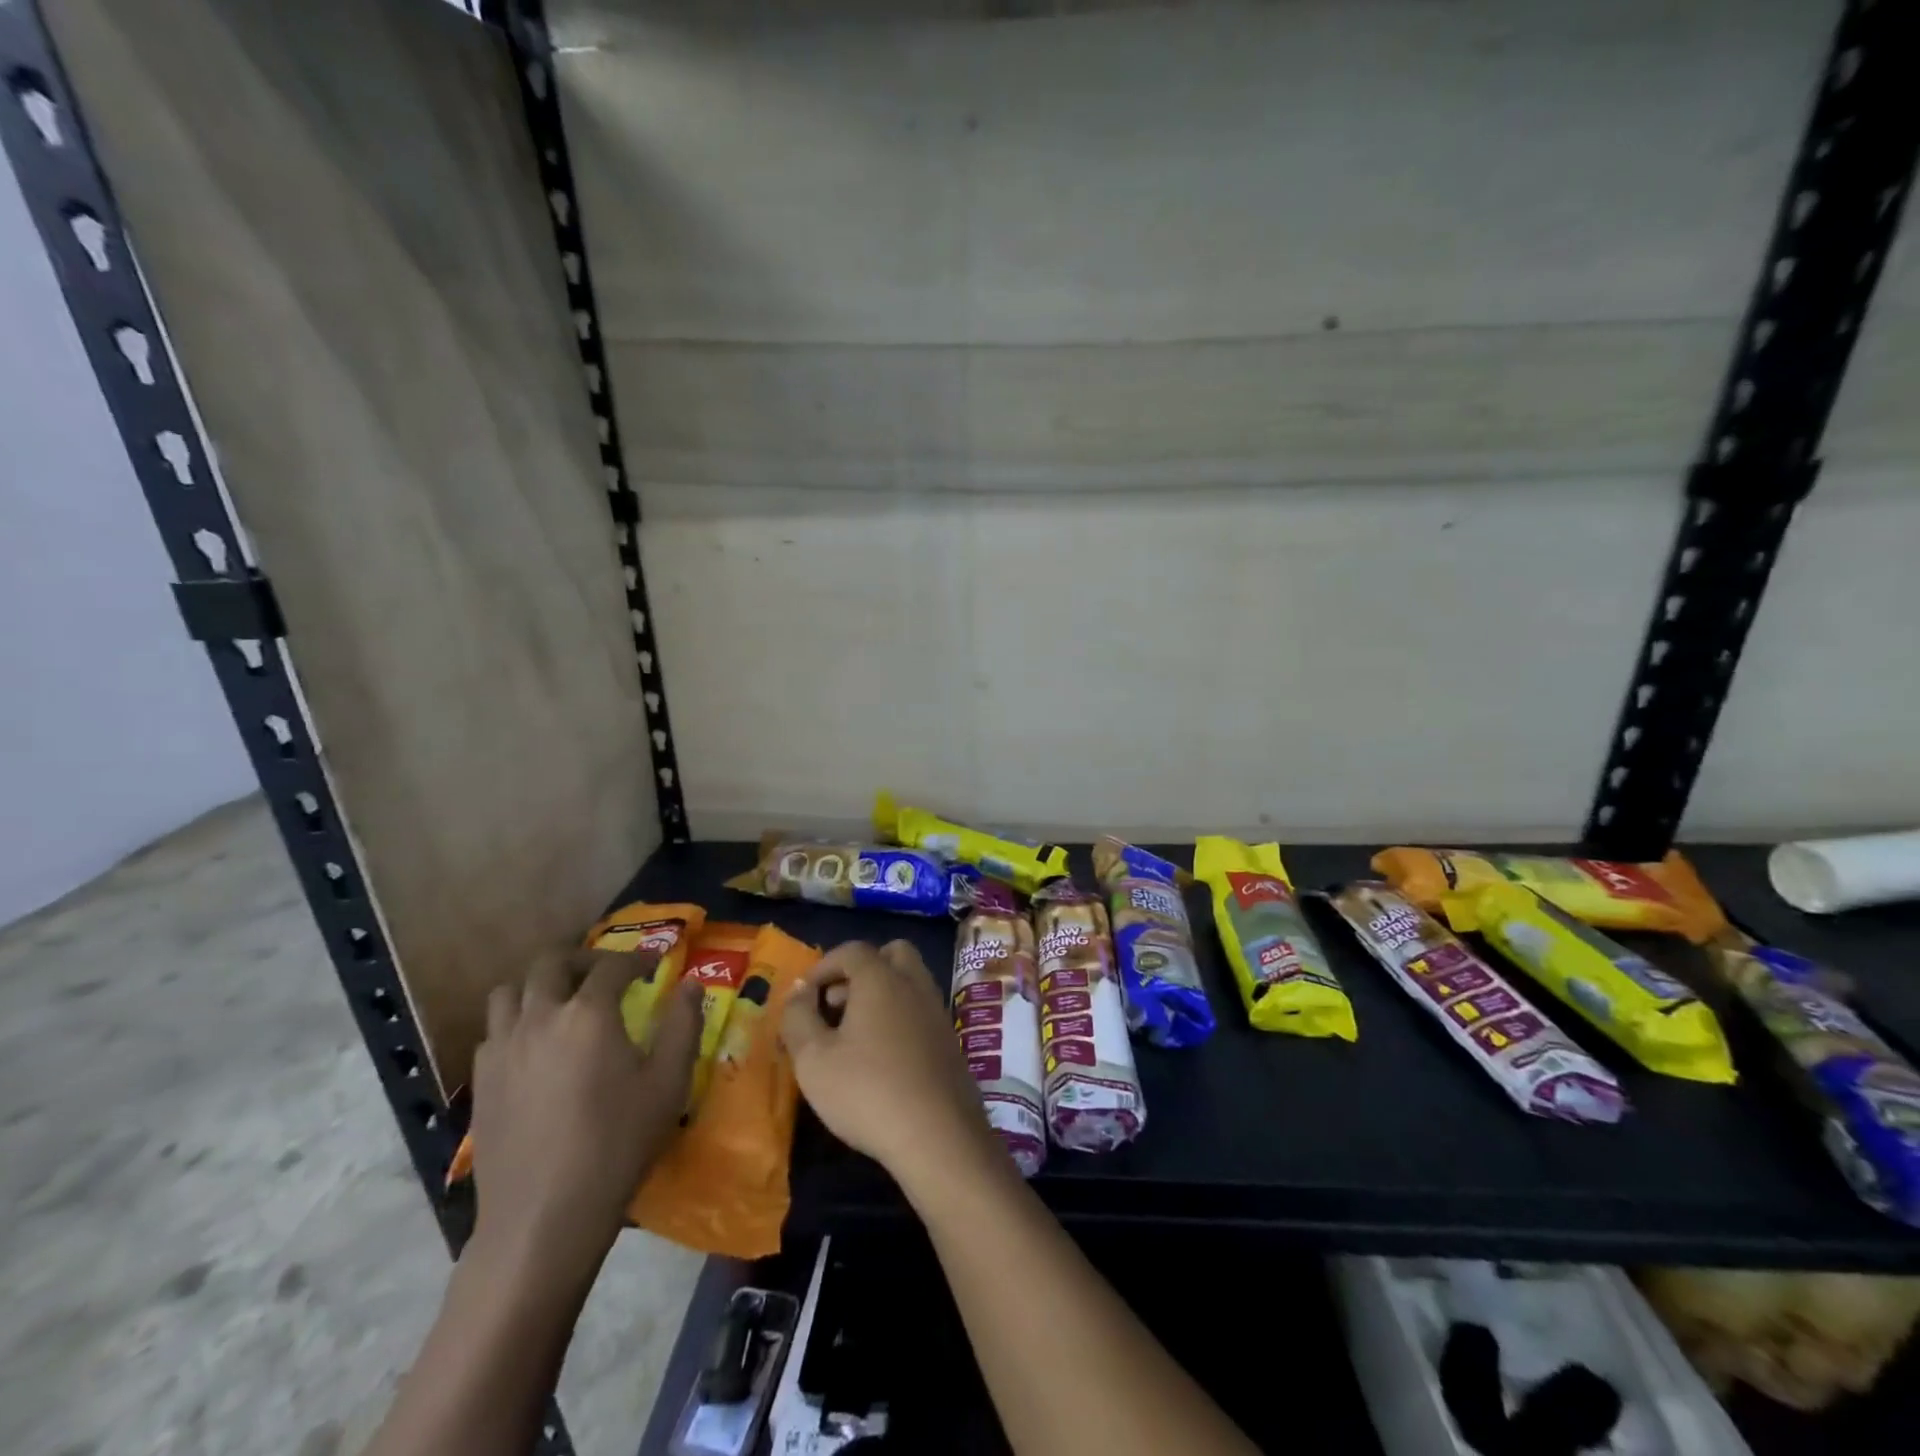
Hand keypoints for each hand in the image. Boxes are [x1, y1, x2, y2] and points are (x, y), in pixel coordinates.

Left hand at [467, 949, 700, 1288]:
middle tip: (607, 973)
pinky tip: (537, 1046)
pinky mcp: (482, 1082)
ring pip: (510, 991)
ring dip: (540, 985)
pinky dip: (517, 1021)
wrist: (543, 1217)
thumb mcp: (668, 1083)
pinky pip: (494, 1030)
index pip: (612, 966)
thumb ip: (683, 1025)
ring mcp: (503, 1049)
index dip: (637, 959)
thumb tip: (691, 984)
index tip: (655, 966)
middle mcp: (540, 1018)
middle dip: (583, 958)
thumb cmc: (617, 1145)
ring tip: (564, 1001)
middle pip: (551, 963)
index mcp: (588, 1014)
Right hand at [780, 940, 1000, 1197]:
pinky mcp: (950, 1040)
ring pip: (909, 982)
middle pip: (891, 955)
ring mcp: (937, 1011)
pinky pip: (921, 1010)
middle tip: (837, 1005)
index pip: (851, 950)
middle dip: (861, 970)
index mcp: (881, 978)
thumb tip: (799, 992)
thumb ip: (798, 1018)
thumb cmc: (867, 1090)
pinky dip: (900, 1017)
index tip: (805, 997)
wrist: (938, 1135)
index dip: (823, 967)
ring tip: (855, 1035)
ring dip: (882, 994)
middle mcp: (914, 983)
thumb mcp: (813, 1059)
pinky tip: (884, 1057)